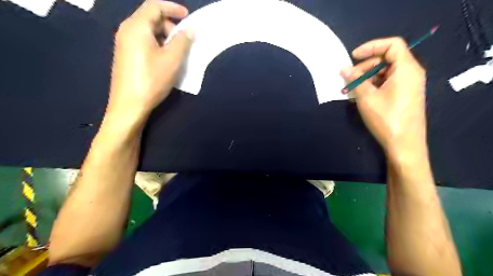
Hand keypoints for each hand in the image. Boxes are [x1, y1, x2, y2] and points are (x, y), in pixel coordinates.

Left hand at [108, 0, 191, 121]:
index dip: (173, 8)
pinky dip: (157, 45)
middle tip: (184, 40)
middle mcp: (127, 30)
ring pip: (148, 31)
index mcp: (136, 27)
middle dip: (170, 25)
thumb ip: (182, 41)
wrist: (129, 104)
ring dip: (165, 36)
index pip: (154, 6)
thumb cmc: (152, 79)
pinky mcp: (126, 55)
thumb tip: (189, 30)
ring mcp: (124, 43)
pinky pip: (143, 42)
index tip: (188, 16)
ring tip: (177, 52)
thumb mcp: (172, 59)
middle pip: (150, 18)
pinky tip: (166, 59)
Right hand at [344, 38, 428, 160]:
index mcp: (406, 69)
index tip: (353, 57)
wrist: (404, 145)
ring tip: (351, 90)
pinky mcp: (403, 95)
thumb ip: (355, 80)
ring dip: (365, 78)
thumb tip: (343, 69)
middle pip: (386, 59)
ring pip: (384, 73)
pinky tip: (359, 96)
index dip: (371, 46)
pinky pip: (386, 83)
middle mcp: (410, 73)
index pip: (392, 44)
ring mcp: (407, 85)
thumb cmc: (387, 119)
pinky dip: (372, 86)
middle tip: (348, 79)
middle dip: (364, 67)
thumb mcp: (367, 98)